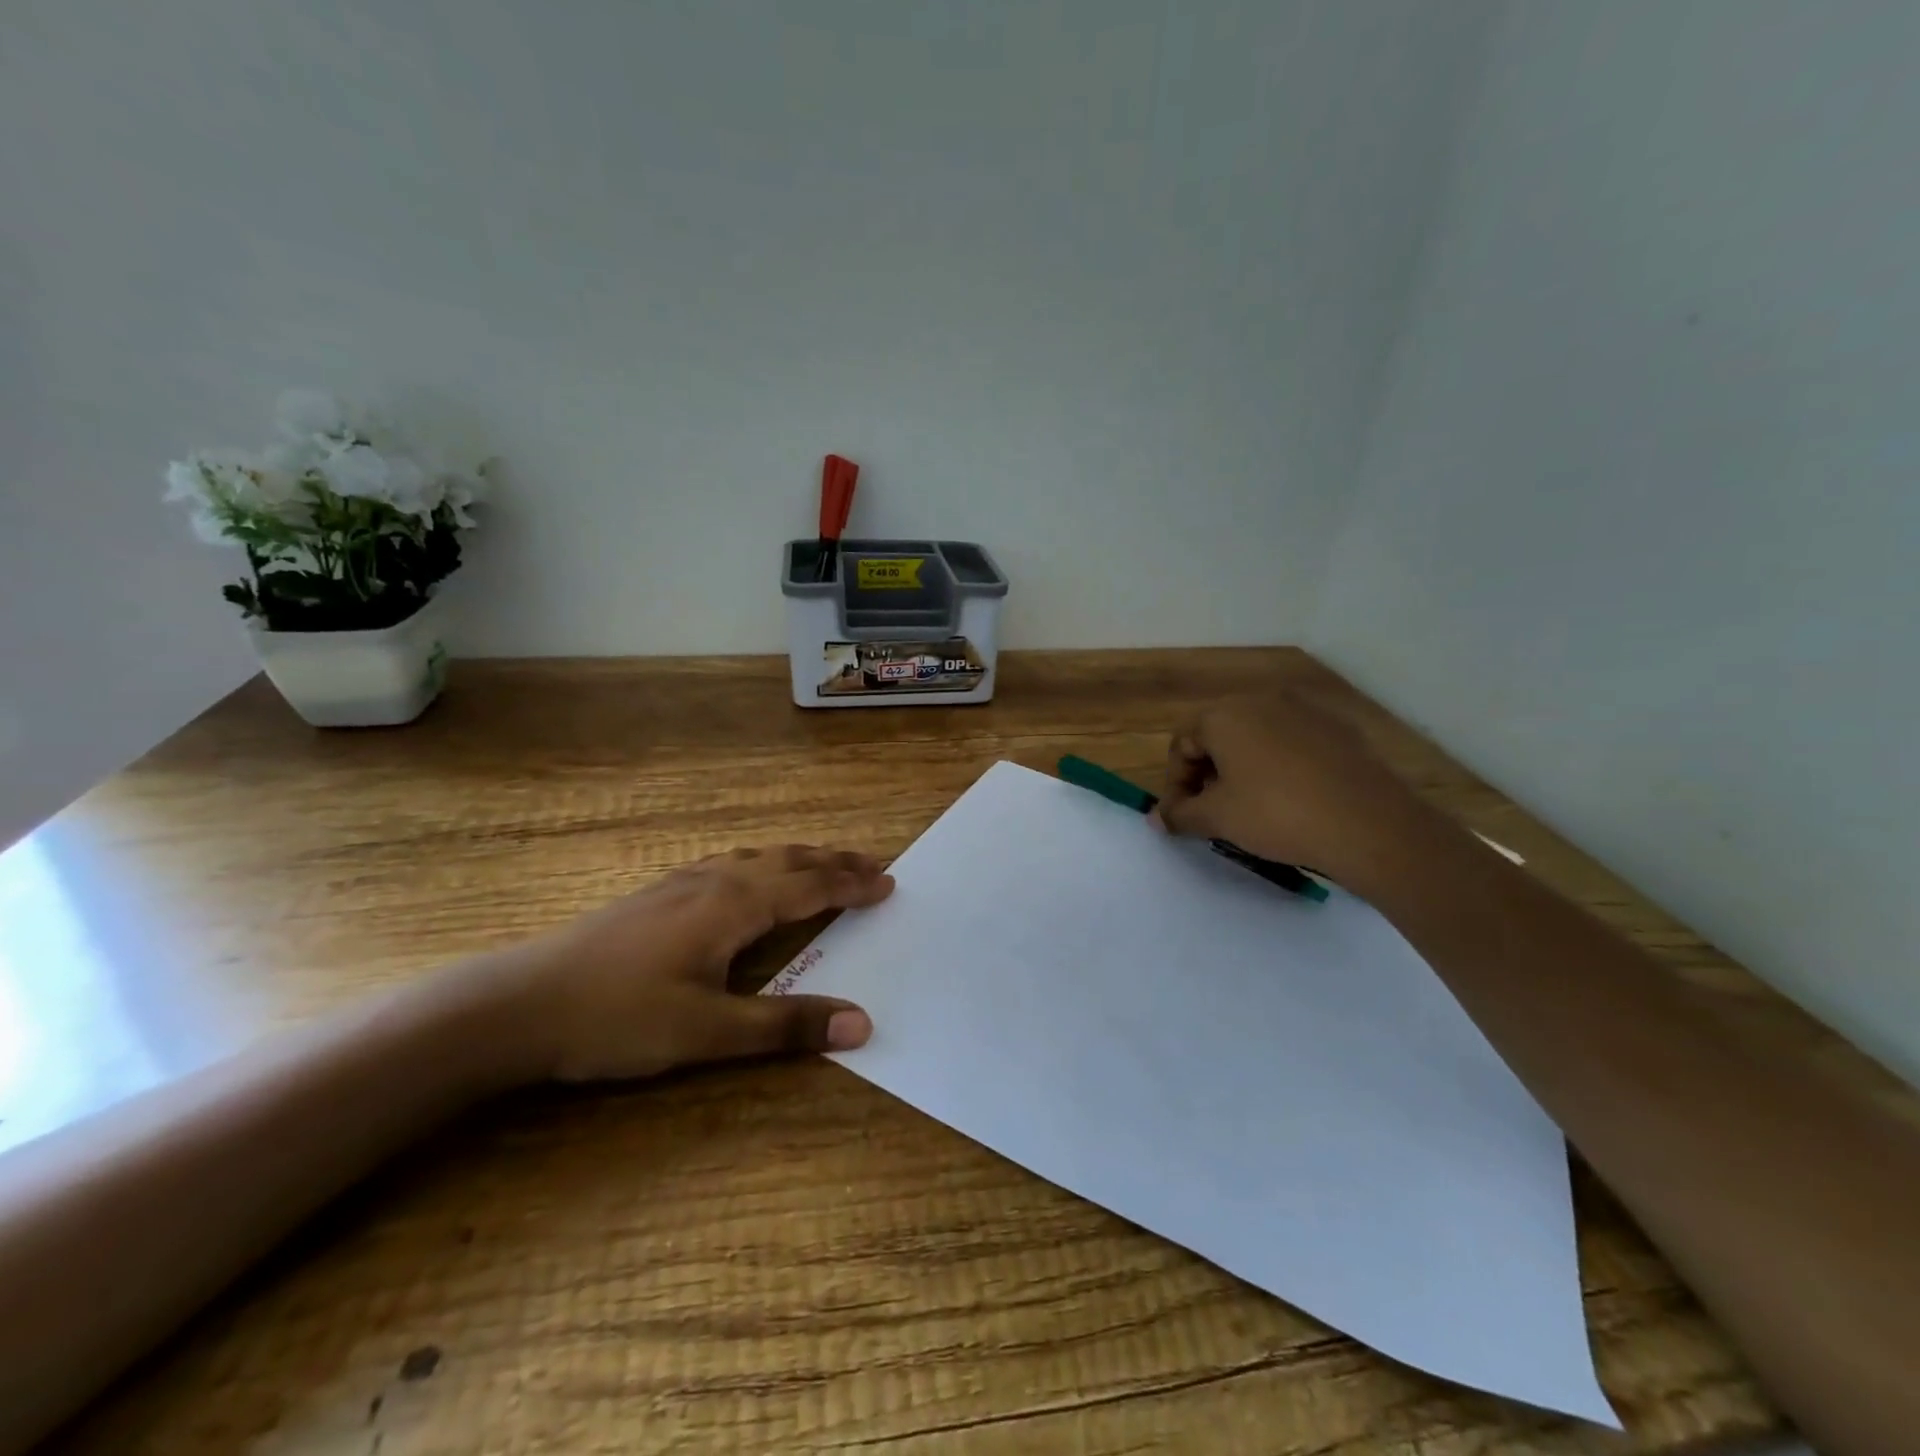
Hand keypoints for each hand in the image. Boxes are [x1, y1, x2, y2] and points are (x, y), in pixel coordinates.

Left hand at [503, 845, 893, 1081]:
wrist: (518, 1003)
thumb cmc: (618, 1018)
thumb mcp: (707, 1032)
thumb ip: (785, 1026)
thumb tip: (862, 1023)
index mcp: (733, 905)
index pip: (810, 887)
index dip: (852, 884)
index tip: (889, 881)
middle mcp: (714, 881)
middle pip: (788, 861)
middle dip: (834, 861)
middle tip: (873, 862)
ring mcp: (681, 882)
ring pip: (756, 857)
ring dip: (800, 858)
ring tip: (824, 863)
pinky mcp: (658, 893)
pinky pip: (730, 862)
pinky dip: (763, 862)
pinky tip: (748, 874)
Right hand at [1153, 695, 1440, 892]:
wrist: (1368, 824)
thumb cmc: (1276, 814)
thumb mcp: (1218, 818)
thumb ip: (1180, 814)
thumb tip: (1156, 818)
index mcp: (1224, 714)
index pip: (1182, 744)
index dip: (1175, 783)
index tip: (1182, 817)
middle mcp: (1261, 700)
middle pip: (1218, 735)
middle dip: (1208, 773)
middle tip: (1213, 811)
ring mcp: (1304, 710)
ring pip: (1256, 737)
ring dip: (1242, 768)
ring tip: (1251, 806)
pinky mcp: (1338, 728)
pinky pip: (1292, 742)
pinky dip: (1280, 765)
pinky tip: (1291, 798)